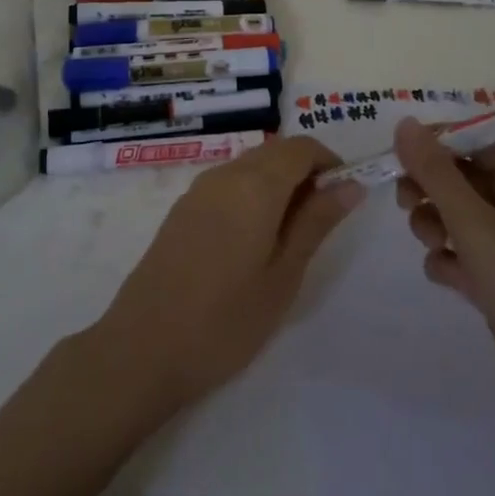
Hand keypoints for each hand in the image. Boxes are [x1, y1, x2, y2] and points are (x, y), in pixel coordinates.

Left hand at [89, 135, 364, 418]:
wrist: (143, 348)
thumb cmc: (226, 319)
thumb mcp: (284, 275)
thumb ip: (317, 222)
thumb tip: (351, 184)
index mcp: (256, 184)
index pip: (302, 147)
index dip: (329, 162)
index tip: (344, 197)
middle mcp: (227, 173)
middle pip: (276, 151)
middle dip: (305, 172)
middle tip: (321, 221)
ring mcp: (199, 189)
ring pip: (251, 165)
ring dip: (278, 183)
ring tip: (290, 236)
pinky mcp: (183, 208)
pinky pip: (229, 183)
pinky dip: (252, 194)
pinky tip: (252, 241)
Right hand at [393, 119, 494, 438]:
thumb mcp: (478, 227)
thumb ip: (437, 174)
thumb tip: (405, 123)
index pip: (474, 138)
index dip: (435, 142)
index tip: (399, 157)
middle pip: (464, 175)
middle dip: (430, 185)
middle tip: (406, 202)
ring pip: (461, 215)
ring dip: (435, 221)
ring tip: (430, 243)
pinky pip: (466, 254)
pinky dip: (449, 259)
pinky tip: (443, 275)